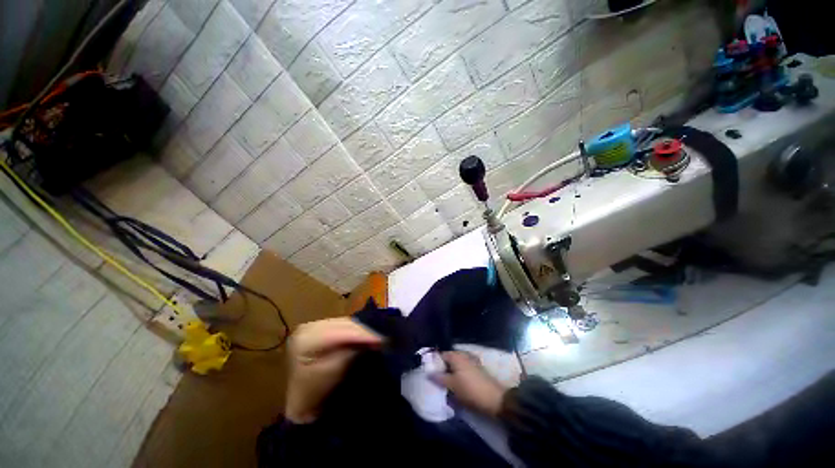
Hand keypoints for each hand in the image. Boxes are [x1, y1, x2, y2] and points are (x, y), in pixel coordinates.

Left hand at [285, 318, 382, 423]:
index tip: (382, 340)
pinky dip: (354, 330)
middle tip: (382, 339)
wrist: (300, 403)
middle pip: (343, 324)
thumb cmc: (314, 392)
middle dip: (364, 331)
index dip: (364, 334)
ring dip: (361, 330)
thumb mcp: (334, 372)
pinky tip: (364, 335)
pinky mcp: (318, 329)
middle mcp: (309, 326)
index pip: (341, 331)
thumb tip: (370, 339)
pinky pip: (341, 325)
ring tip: (375, 337)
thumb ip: (351, 352)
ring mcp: (312, 326)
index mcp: (307, 337)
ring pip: (344, 322)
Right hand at [431, 351, 507, 416]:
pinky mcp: (478, 368)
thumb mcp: (452, 385)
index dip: (435, 364)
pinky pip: (464, 369)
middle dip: (444, 368)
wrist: (494, 399)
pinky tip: (459, 384)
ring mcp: (472, 360)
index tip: (431, 374)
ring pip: (457, 364)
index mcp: (456, 355)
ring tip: (448, 384)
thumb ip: (439, 378)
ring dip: (452, 372)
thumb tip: (429, 373)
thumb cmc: (470, 390)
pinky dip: (460, 374)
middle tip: (438, 380)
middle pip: (449, 359)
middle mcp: (463, 354)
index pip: (441, 355)